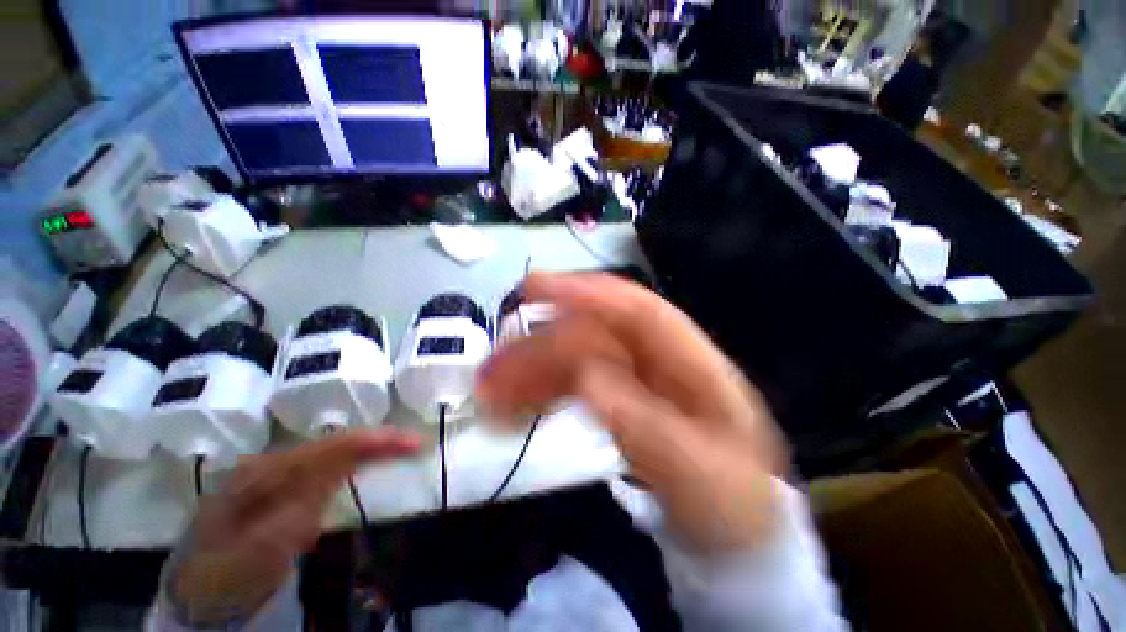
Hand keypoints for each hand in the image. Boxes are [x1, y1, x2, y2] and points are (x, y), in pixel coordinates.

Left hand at [167, 429, 419, 625]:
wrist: (198, 587)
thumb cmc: (225, 573)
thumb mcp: (254, 554)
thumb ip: (293, 517)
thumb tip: (332, 485)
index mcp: (263, 475)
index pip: (328, 450)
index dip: (372, 443)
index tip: (411, 445)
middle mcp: (272, 463)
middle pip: (334, 443)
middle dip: (378, 440)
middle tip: (414, 444)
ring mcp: (277, 471)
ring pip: (333, 450)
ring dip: (370, 446)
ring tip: (402, 446)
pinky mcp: (284, 484)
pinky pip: (327, 463)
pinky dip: (356, 458)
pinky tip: (370, 458)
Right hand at [476, 272, 787, 552]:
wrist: (736, 534)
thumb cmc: (729, 505)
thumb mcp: (698, 475)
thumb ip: (646, 425)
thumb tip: (586, 377)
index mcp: (693, 365)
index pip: (638, 311)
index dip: (587, 292)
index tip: (534, 288)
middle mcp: (660, 359)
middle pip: (595, 333)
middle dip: (542, 345)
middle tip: (492, 368)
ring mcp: (636, 377)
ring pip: (576, 356)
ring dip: (533, 368)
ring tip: (489, 393)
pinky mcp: (618, 396)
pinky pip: (574, 382)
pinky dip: (542, 388)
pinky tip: (515, 404)